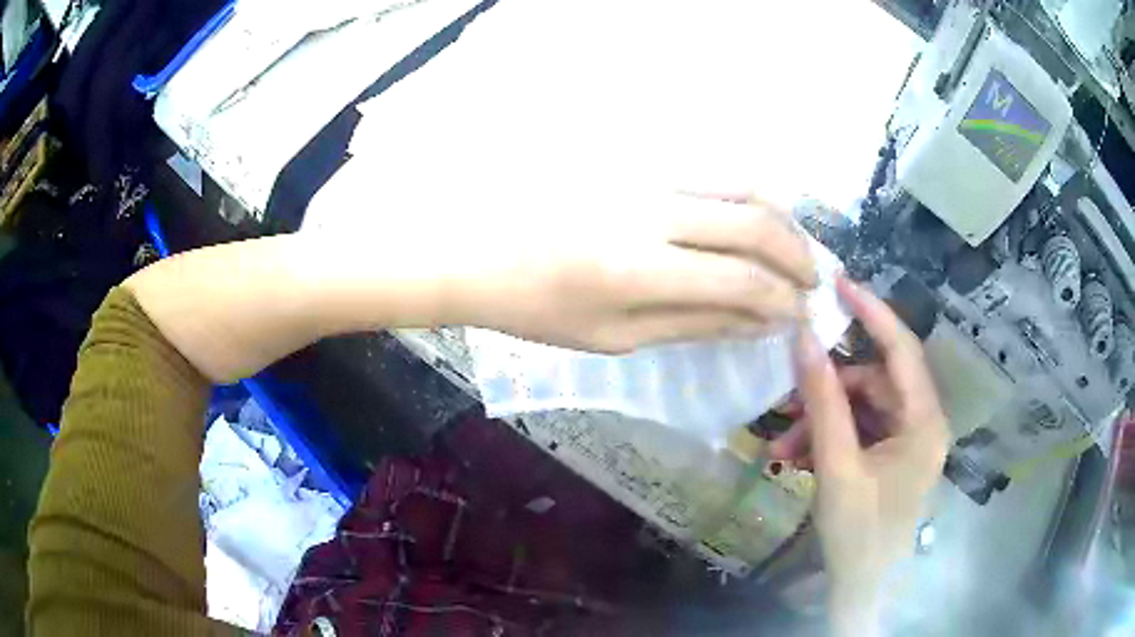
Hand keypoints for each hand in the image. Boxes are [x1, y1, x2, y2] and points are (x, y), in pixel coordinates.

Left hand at [458, 191, 818, 351]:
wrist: (475, 249)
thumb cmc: (536, 307)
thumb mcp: (614, 337)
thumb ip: (694, 325)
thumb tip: (759, 323)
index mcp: (638, 269)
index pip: (742, 280)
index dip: (782, 301)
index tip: (801, 316)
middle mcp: (650, 210)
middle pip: (754, 222)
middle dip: (797, 256)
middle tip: (812, 282)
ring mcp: (642, 174)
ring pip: (738, 184)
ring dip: (780, 219)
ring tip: (793, 251)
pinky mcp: (634, 158)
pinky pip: (708, 172)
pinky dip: (745, 196)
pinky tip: (754, 220)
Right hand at [770, 276, 948, 634]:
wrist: (862, 589)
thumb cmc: (858, 534)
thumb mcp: (837, 468)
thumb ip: (823, 402)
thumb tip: (802, 340)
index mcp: (925, 421)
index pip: (902, 349)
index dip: (873, 312)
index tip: (838, 283)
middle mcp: (922, 423)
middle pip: (874, 382)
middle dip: (828, 392)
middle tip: (786, 401)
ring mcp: (906, 440)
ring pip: (861, 409)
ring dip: (821, 421)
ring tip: (783, 448)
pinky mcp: (890, 456)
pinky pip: (858, 431)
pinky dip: (827, 440)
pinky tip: (795, 460)